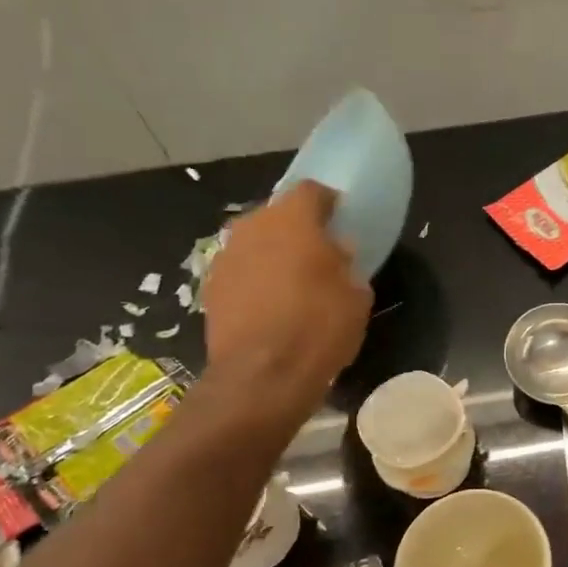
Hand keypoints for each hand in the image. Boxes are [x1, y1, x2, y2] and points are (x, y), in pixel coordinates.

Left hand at [201, 182, 370, 400]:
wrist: (262, 375)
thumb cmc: (319, 328)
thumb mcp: (356, 297)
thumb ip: (346, 266)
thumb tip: (336, 257)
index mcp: (294, 220)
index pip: (313, 191)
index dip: (329, 203)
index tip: (341, 220)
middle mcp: (254, 226)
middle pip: (279, 214)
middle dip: (298, 229)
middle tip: (318, 255)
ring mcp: (227, 255)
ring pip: (256, 242)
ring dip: (274, 254)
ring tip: (293, 283)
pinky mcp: (211, 286)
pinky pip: (241, 270)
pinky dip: (256, 279)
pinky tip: (270, 306)